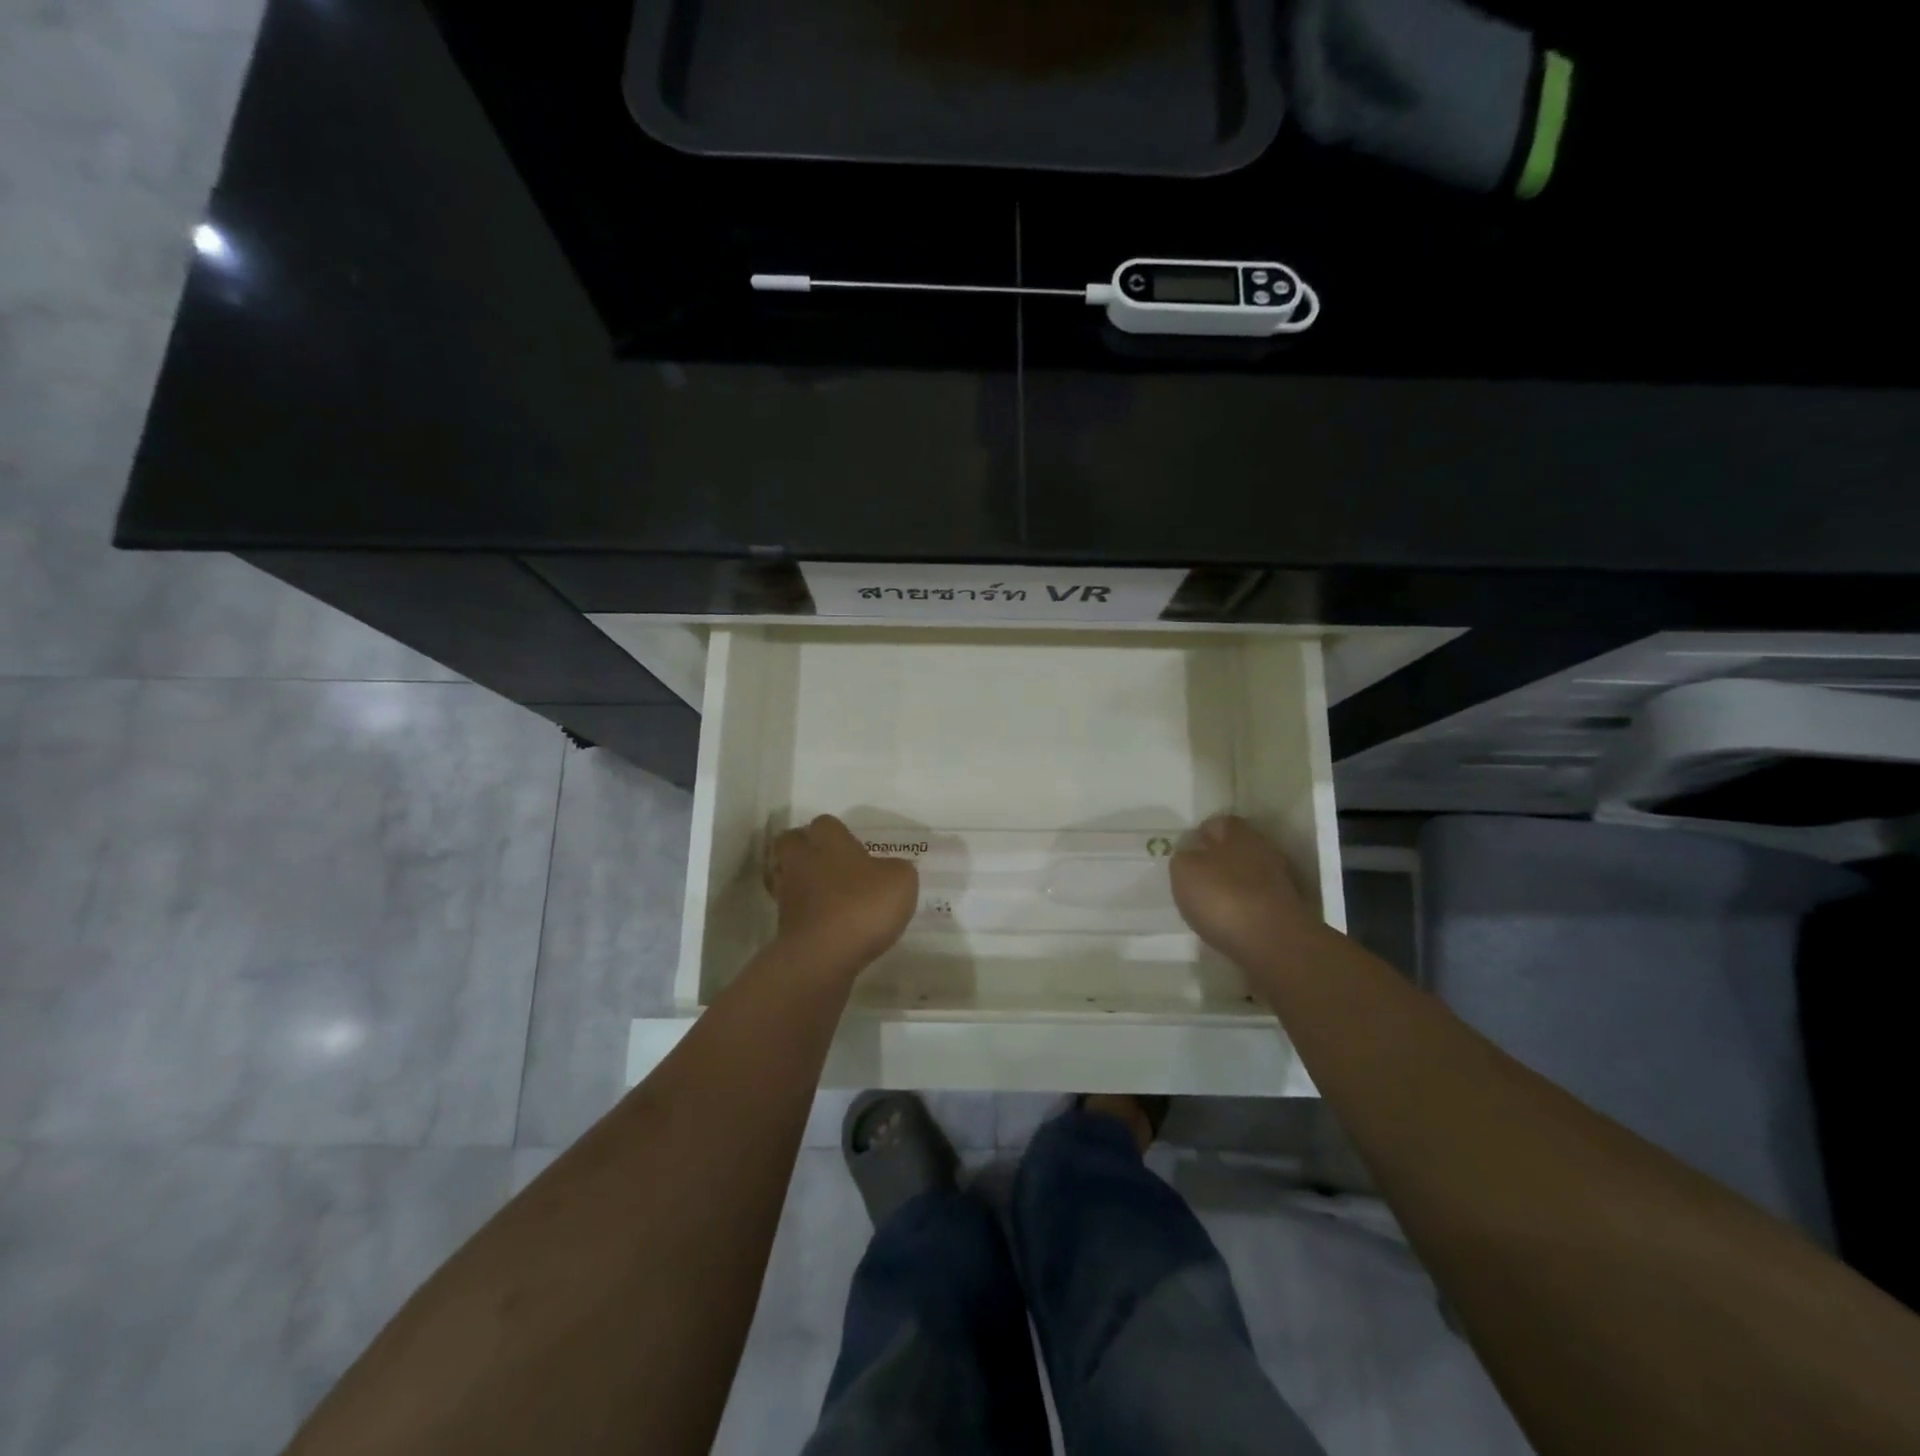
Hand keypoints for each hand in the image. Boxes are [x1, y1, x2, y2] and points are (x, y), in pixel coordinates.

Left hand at [765, 815, 918, 971]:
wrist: (823, 955)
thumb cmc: (863, 906)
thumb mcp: (901, 881)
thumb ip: (896, 869)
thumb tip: (888, 870)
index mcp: (829, 841)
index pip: (825, 823)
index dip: (838, 833)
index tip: (854, 847)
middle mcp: (802, 860)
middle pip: (791, 841)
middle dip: (806, 848)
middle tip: (830, 862)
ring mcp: (787, 892)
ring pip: (787, 874)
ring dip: (802, 880)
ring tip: (827, 894)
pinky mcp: (783, 925)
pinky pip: (793, 908)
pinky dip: (805, 912)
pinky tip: (827, 922)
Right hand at [1170, 815, 1325, 970]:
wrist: (1274, 944)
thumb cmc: (1223, 897)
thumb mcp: (1184, 870)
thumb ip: (1183, 856)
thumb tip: (1188, 852)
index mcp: (1239, 833)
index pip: (1218, 823)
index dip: (1200, 835)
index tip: (1185, 852)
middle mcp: (1263, 850)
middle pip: (1235, 849)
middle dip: (1216, 860)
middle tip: (1194, 878)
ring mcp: (1278, 882)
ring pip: (1247, 876)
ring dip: (1230, 886)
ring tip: (1208, 904)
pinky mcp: (1285, 911)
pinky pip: (1256, 902)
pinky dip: (1243, 908)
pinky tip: (1227, 922)